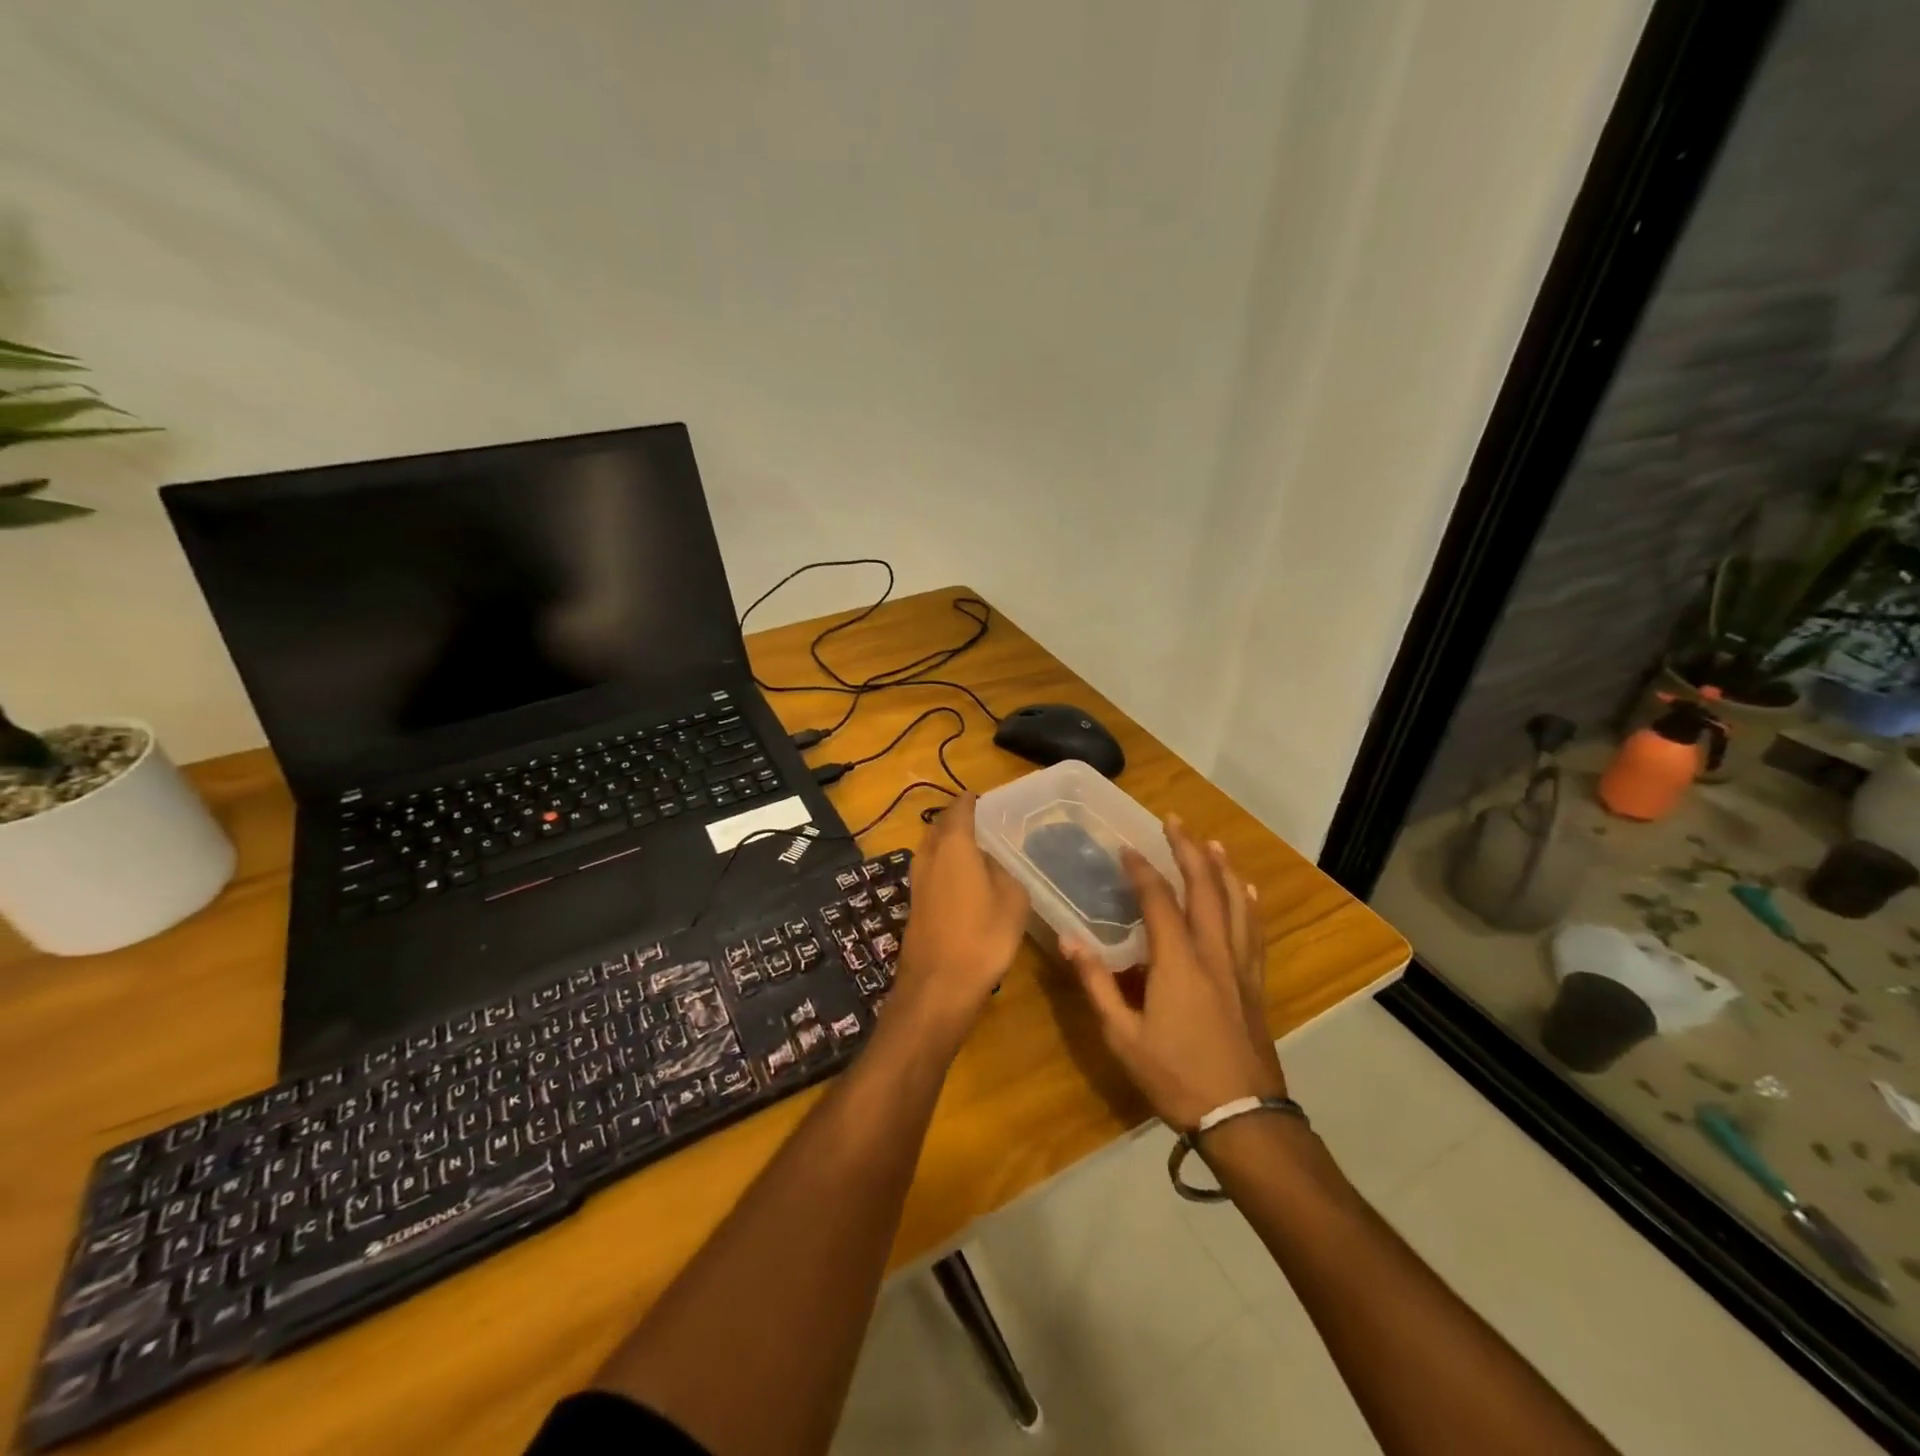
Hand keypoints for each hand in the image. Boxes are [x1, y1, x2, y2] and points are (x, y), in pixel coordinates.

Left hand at [892, 793, 1030, 1034]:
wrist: (938, 986)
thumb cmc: (981, 937)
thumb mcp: (1012, 900)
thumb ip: (1003, 870)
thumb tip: (991, 861)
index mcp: (954, 845)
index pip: (960, 808)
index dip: (973, 800)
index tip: (988, 798)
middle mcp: (929, 855)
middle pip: (940, 825)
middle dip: (959, 819)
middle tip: (985, 821)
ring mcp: (917, 880)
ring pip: (932, 848)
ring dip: (950, 842)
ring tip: (978, 848)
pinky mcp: (915, 903)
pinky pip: (931, 869)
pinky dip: (946, 864)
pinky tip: (965, 879)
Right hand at [1062, 816, 1285, 1130]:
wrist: (1244, 1117)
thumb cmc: (1176, 1076)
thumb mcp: (1123, 1036)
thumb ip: (1096, 984)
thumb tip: (1070, 940)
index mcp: (1178, 961)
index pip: (1159, 900)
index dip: (1142, 870)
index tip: (1126, 848)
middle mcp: (1213, 952)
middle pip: (1204, 889)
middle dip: (1188, 851)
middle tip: (1174, 822)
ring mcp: (1239, 967)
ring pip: (1234, 904)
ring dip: (1222, 869)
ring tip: (1212, 843)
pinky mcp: (1255, 984)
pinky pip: (1253, 933)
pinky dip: (1248, 906)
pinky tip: (1247, 893)